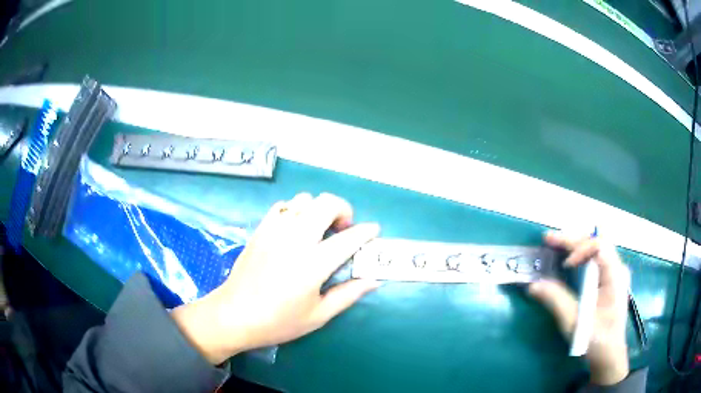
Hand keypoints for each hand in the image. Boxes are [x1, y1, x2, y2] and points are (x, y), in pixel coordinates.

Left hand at [171, 193, 380, 364]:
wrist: (234, 314)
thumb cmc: (278, 321)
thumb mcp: (318, 315)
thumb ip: (348, 294)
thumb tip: (374, 280)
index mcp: (314, 264)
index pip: (349, 238)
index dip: (366, 231)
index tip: (373, 230)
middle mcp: (295, 239)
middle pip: (326, 204)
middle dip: (343, 210)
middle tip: (344, 229)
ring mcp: (275, 231)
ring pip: (303, 200)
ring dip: (318, 209)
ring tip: (319, 229)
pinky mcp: (260, 230)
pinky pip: (282, 206)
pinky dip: (295, 210)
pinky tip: (295, 229)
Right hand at [528, 231, 629, 385]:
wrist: (609, 355)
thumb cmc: (596, 340)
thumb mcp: (575, 323)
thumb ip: (556, 301)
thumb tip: (533, 285)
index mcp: (615, 276)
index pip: (600, 246)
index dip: (580, 248)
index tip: (564, 264)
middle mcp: (617, 268)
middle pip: (596, 242)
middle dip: (572, 240)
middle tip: (548, 239)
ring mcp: (615, 273)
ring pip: (595, 248)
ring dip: (575, 245)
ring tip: (554, 245)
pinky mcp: (610, 280)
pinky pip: (595, 259)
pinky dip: (580, 256)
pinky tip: (568, 259)